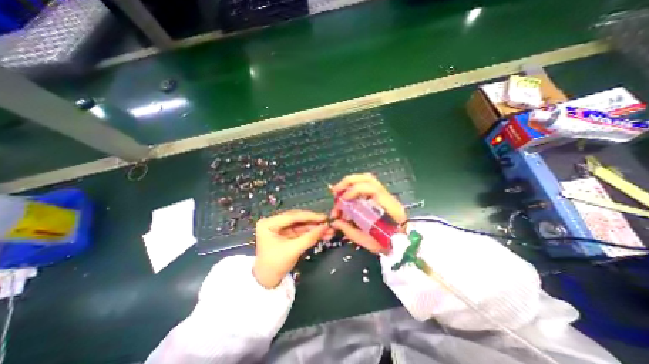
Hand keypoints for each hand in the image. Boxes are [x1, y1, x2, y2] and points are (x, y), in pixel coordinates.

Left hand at [253, 208, 333, 287]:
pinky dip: (312, 233)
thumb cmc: (275, 265)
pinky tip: (323, 234)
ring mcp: (281, 228)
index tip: (324, 217)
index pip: (292, 216)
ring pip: (301, 225)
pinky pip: (301, 231)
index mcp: (269, 223)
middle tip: (328, 223)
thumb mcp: (293, 250)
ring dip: (315, 228)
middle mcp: (274, 222)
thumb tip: (326, 226)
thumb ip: (310, 237)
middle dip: (314, 223)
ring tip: (329, 230)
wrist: (267, 282)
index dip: (310, 216)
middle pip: (298, 219)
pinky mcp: (287, 234)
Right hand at [331, 174, 403, 252]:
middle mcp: (388, 197)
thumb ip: (350, 230)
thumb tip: (335, 221)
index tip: (343, 200)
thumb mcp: (368, 242)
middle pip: (368, 179)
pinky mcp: (381, 196)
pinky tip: (346, 193)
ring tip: (338, 190)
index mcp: (389, 208)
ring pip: (367, 179)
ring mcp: (385, 195)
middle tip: (335, 191)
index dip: (355, 191)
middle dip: (349, 182)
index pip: (373, 189)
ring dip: (351, 182)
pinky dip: (354, 186)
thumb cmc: (387, 245)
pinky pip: (366, 185)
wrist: (403, 245)